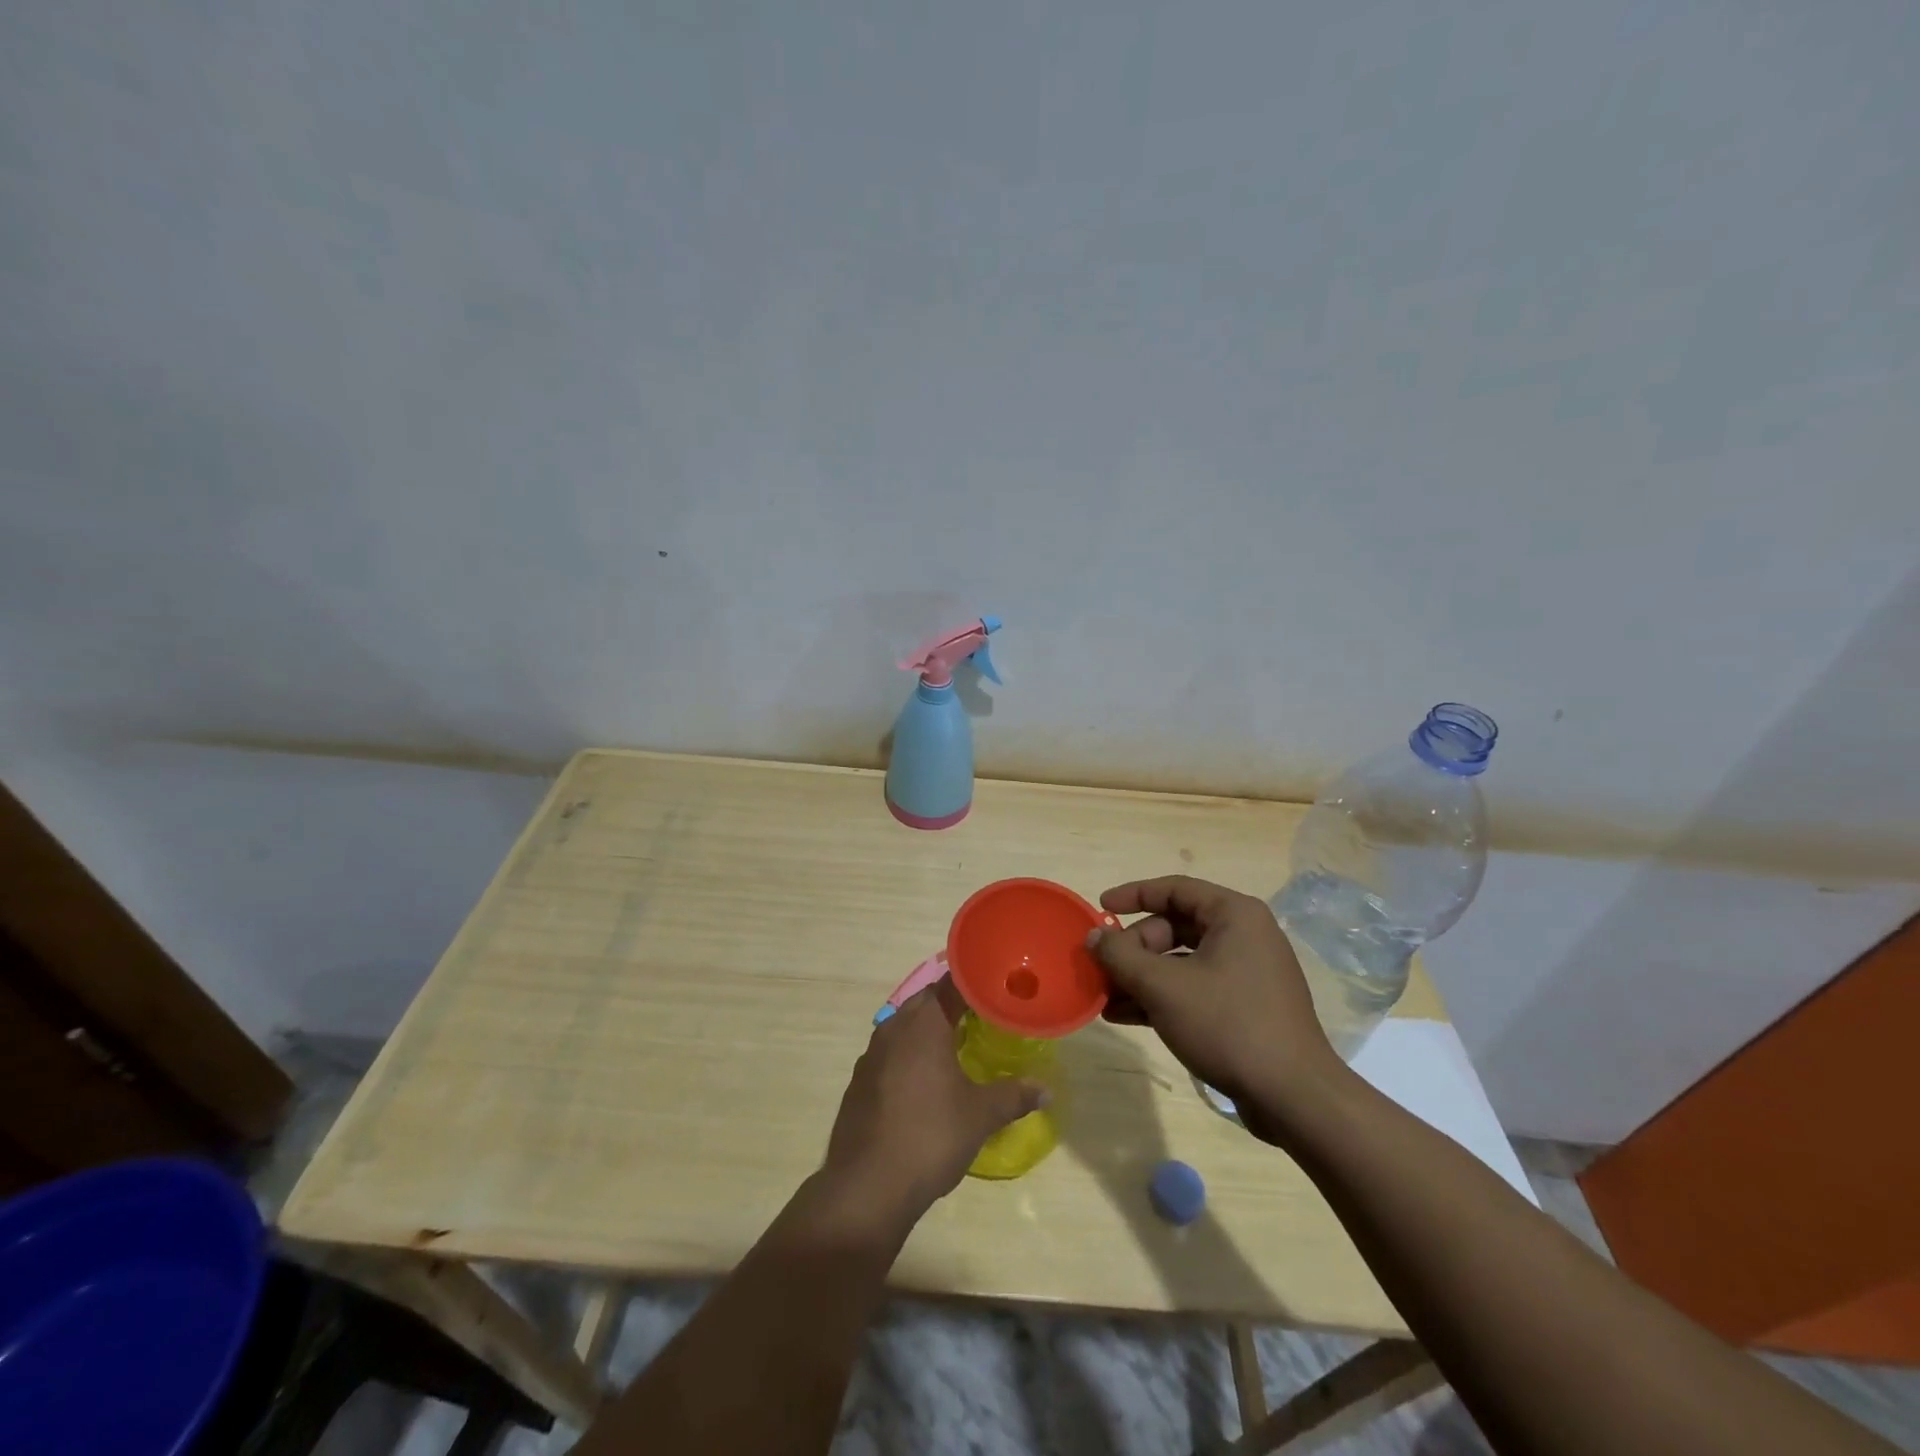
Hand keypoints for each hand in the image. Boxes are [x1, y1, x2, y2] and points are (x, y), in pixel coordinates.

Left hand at [820, 981, 1045, 1224]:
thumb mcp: (980, 1116)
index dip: (976, 983)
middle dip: (953, 1005)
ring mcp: (871, 1054)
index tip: (997, 989)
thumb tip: (1046, 1090)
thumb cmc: (930, 1137)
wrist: (867, 1186)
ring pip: (905, 1026)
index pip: (952, 983)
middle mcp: (894, 1027)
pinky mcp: (860, 1081)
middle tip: (984, 1017)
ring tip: (957, 1046)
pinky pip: (890, 1053)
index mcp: (924, 1023)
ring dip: (929, 1030)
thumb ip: (1014, 1096)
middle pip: (927, 1001)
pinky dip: (910, 1055)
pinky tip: (925, 1081)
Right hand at [1088, 875, 1345, 1138]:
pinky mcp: (1244, 1006)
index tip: (1100, 907)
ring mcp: (1246, 973)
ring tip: (1105, 997)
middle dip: (1134, 949)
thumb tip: (1093, 936)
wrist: (1293, 1097)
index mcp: (1234, 915)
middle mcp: (1244, 935)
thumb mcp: (1163, 987)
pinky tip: (1126, 1016)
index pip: (1174, 889)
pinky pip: (1194, 988)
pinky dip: (1161, 998)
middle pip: (1174, 927)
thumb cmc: (1227, 1024)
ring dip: (1141, 977)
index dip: (1133, 895)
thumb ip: (1121, 956)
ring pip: (1181, 962)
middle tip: (1104, 970)